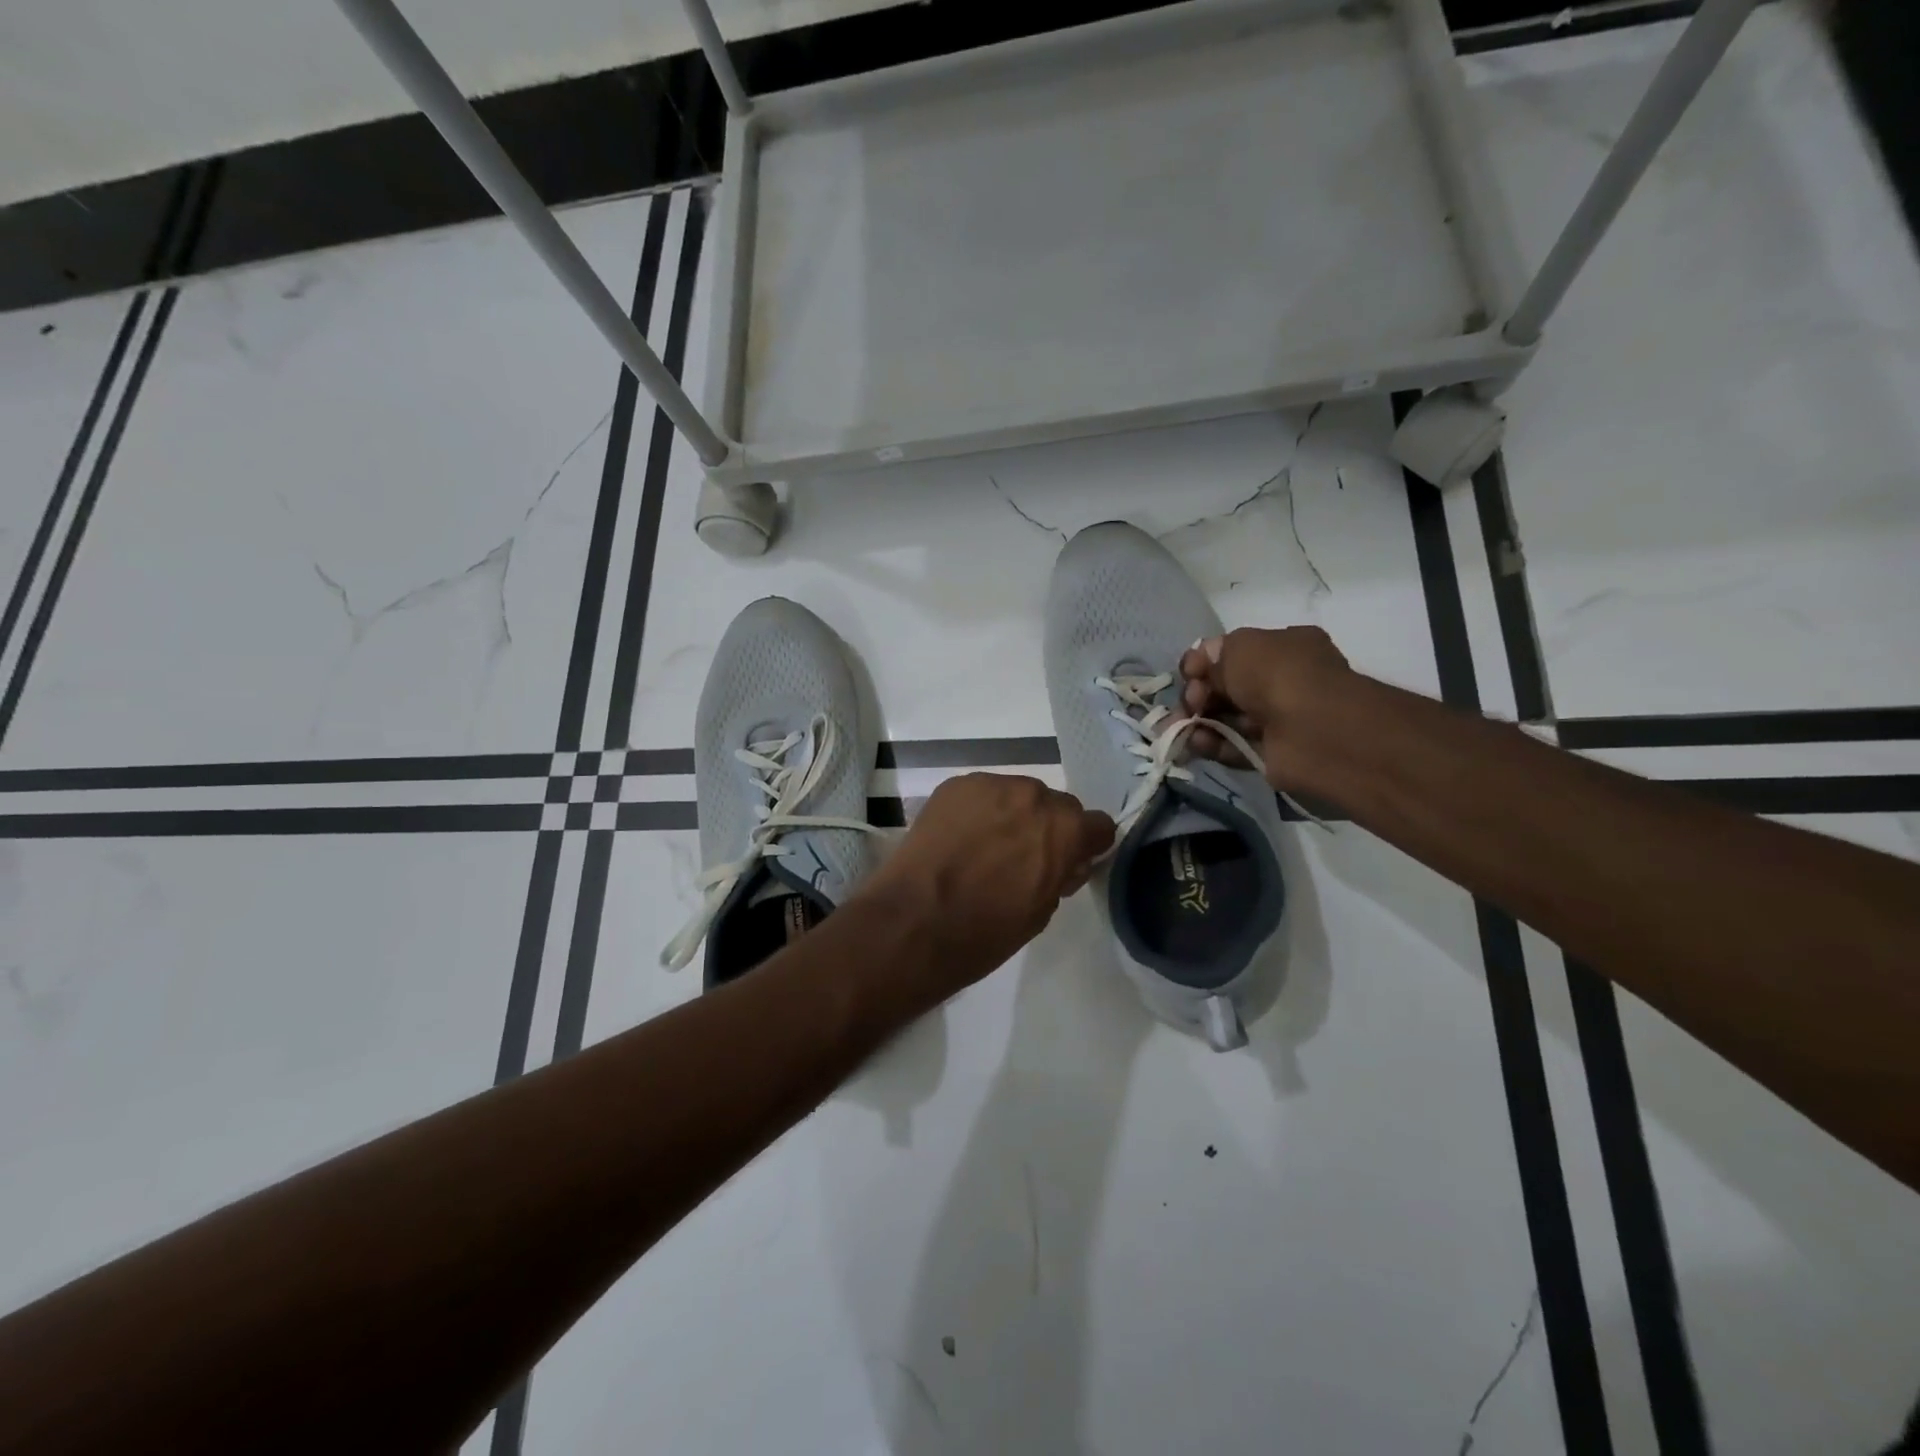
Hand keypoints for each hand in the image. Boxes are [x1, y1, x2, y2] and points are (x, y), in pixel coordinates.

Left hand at [857, 773, 1113, 1003]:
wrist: (914, 922)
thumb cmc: (985, 932)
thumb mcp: (1041, 912)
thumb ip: (1060, 875)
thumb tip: (1064, 862)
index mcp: (1065, 829)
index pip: (1097, 825)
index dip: (1085, 845)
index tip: (1069, 862)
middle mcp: (1034, 795)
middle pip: (1055, 805)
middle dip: (1046, 827)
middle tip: (1021, 858)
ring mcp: (991, 785)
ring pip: (1015, 795)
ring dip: (1010, 815)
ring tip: (983, 847)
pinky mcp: (954, 785)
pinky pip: (980, 794)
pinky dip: (977, 811)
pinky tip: (957, 839)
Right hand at [1177, 626, 1353, 790]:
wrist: (1314, 730)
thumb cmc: (1278, 676)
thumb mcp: (1240, 648)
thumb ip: (1213, 656)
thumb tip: (1200, 670)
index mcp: (1283, 647)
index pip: (1232, 652)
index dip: (1204, 662)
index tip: (1188, 673)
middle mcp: (1282, 680)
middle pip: (1225, 686)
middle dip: (1198, 694)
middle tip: (1189, 702)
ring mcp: (1277, 719)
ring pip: (1225, 717)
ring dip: (1198, 721)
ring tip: (1179, 728)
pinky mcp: (1269, 753)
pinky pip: (1231, 746)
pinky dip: (1211, 744)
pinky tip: (1195, 743)